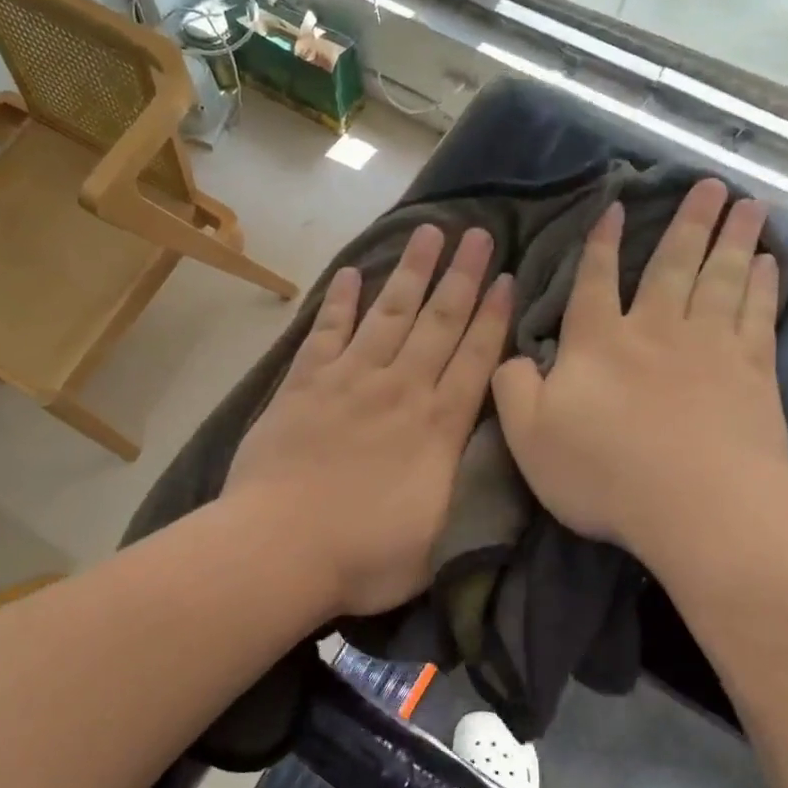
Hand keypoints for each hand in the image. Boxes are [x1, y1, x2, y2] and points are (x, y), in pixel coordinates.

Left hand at [225, 225, 511, 617]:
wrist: (282, 547)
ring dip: (411, 273)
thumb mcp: (440, 535)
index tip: (506, 277)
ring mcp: (349, 381)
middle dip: (461, 277)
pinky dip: (339, 302)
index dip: (493, 316)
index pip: (475, 359)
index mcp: (438, 426)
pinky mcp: (303, 385)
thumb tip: (482, 453)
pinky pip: (326, 332)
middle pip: (438, 323)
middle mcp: (400, 390)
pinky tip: (350, 273)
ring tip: (428, 232)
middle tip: (478, 233)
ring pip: (389, 314)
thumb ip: (464, 487)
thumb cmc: (367, 555)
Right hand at [492, 179, 787, 570]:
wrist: (696, 503)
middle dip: (688, 223)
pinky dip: (764, 285)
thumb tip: (512, 356)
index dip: (601, 243)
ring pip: (721, 278)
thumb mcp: (528, 436)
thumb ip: (512, 389)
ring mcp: (710, 347)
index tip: (617, 206)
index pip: (594, 281)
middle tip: (711, 183)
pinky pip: (758, 314)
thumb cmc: (603, 472)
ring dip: (733, 238)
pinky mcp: (753, 372)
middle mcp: (654, 330)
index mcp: (598, 344)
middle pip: (672, 265)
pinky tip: (769, 263)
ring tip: (749, 203)